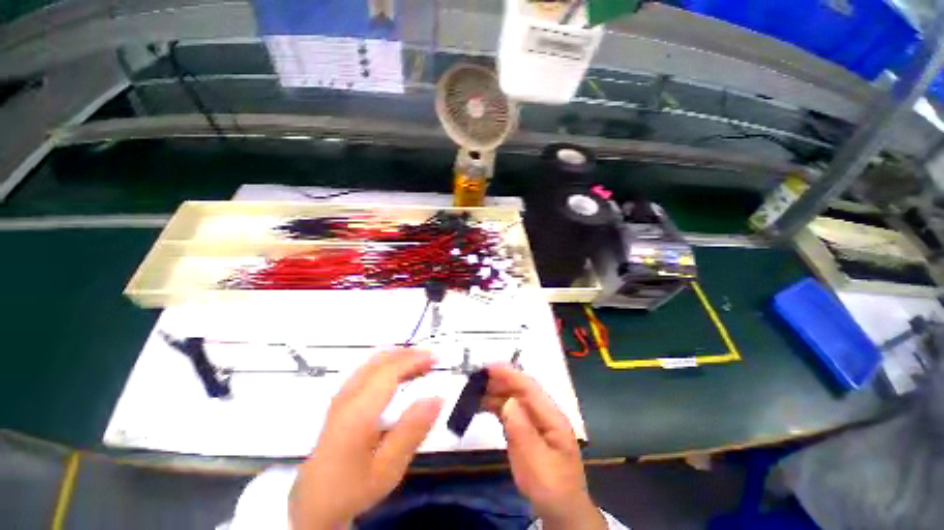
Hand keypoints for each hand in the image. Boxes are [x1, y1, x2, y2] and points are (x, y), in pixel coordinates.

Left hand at [290, 349, 442, 529]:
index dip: (415, 359)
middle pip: (381, 361)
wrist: (315, 500)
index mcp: (359, 411)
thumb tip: (438, 399)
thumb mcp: (388, 468)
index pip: (390, 371)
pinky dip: (388, 363)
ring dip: (399, 357)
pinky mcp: (342, 398)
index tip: (437, 358)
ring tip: (421, 364)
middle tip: (432, 360)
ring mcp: (342, 395)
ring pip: (372, 361)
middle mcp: (348, 396)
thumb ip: (412, 431)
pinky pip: (368, 368)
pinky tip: (399, 373)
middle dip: (409, 354)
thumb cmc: (354, 486)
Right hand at [484, 364, 605, 529]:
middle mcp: (543, 413)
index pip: (529, 387)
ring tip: (473, 393)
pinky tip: (482, 407)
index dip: (509, 374)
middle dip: (498, 381)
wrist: (561, 511)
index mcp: (552, 416)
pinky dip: (495, 406)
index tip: (488, 367)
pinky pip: (509, 412)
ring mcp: (535, 421)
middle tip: (474, 380)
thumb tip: (508, 401)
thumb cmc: (551, 487)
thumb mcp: (536, 462)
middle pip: (520, 390)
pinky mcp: (526, 430)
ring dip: (494, 393)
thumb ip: (522, 430)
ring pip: (512, 399)